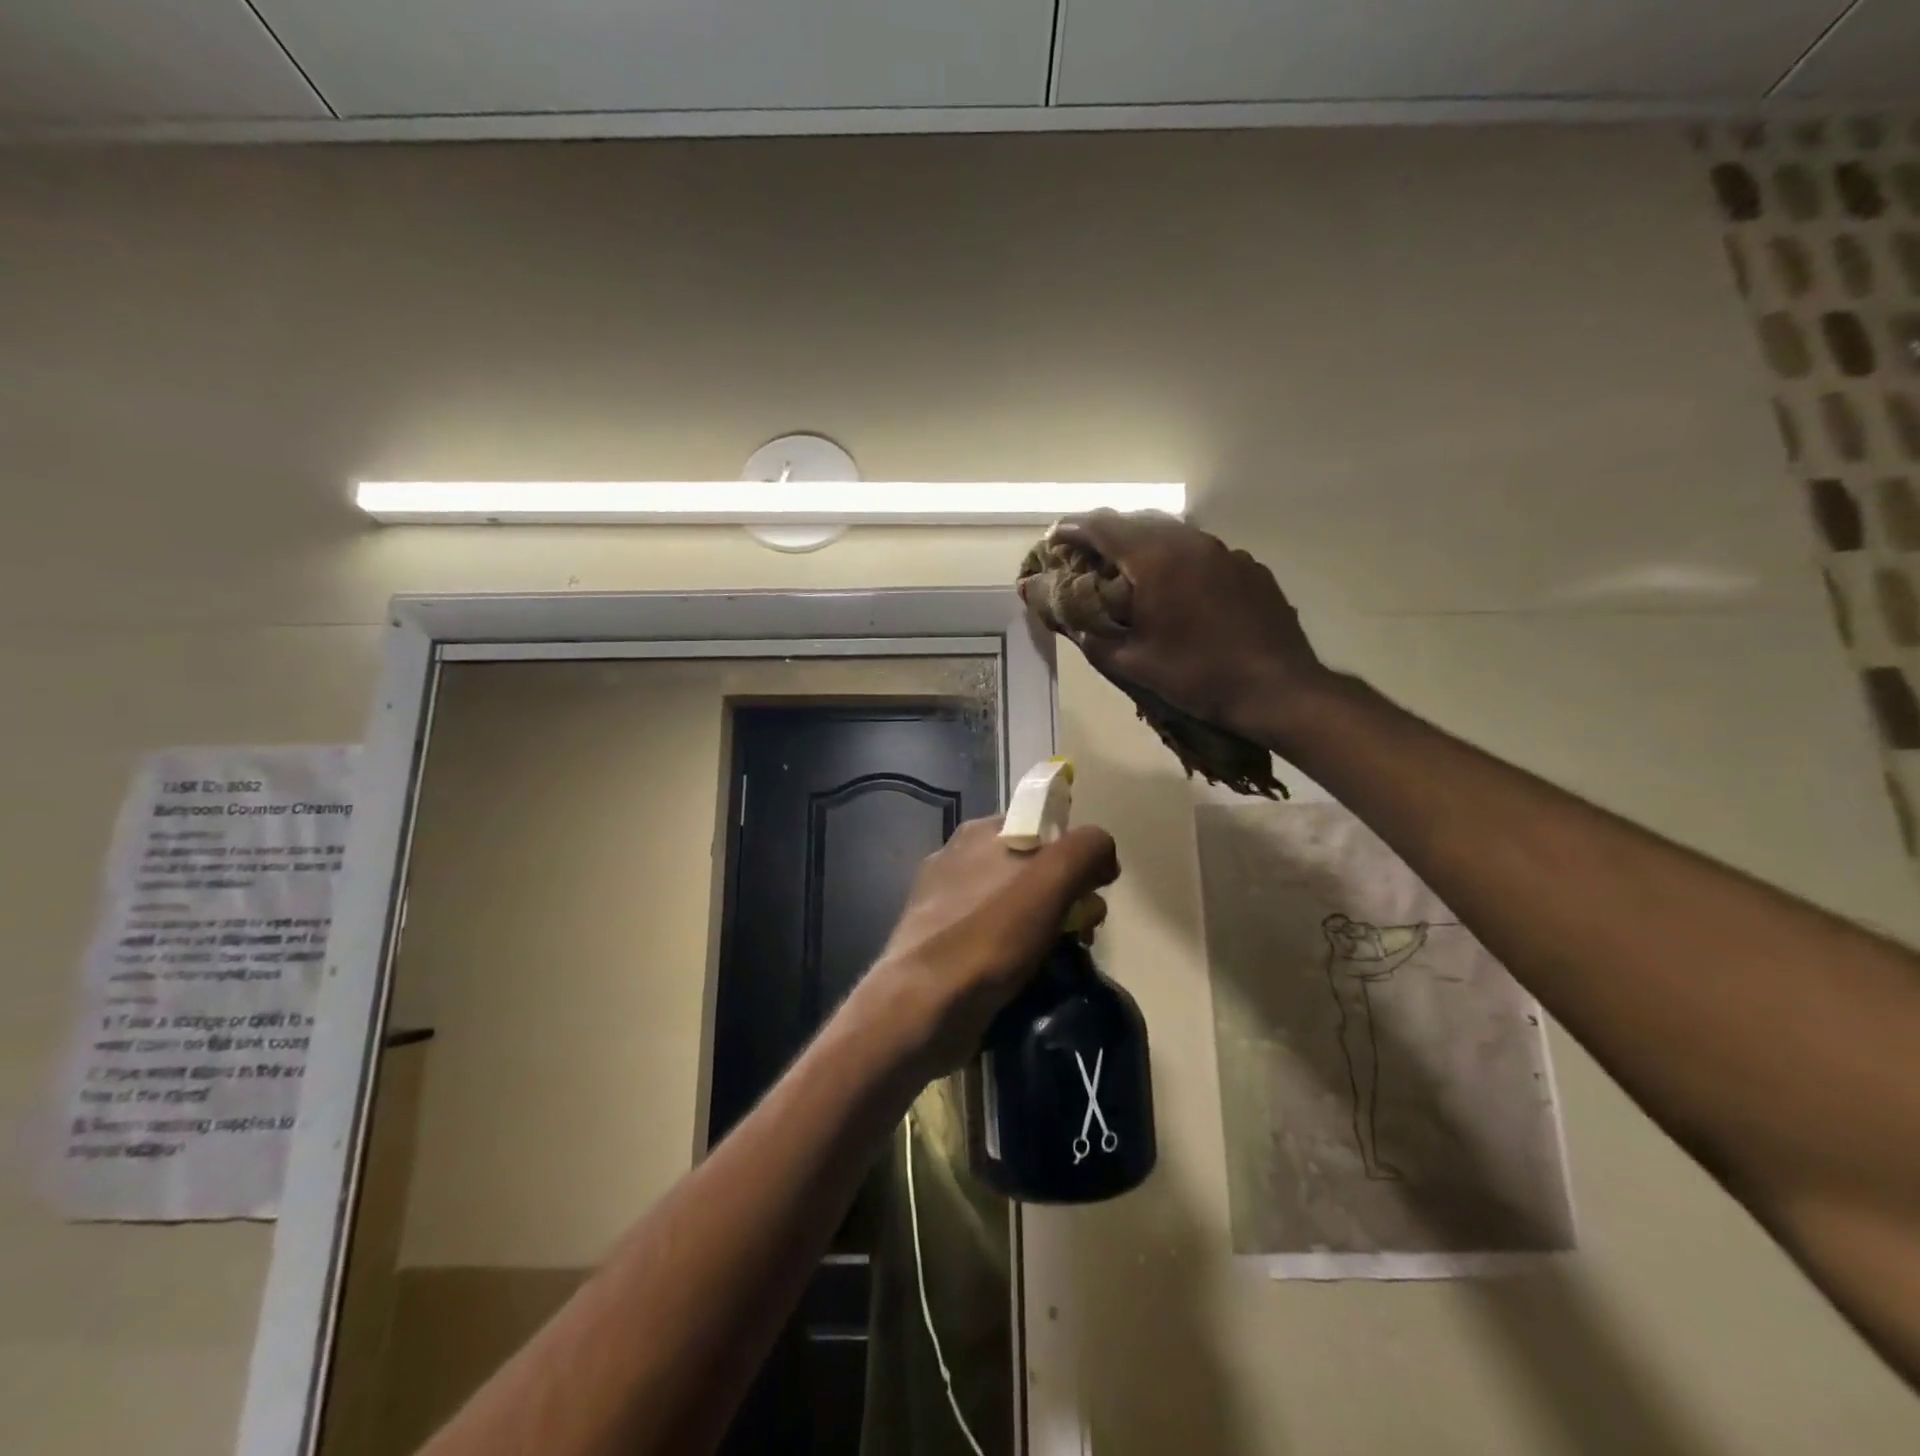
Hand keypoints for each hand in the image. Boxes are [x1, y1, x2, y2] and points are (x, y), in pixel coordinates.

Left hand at [864, 817, 1118, 1075]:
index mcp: (978, 834)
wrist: (922, 1008)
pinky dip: (1018, 954)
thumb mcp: (1050, 879)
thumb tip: (1103, 854)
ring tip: (1061, 960)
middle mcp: (958, 861)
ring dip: (1047, 930)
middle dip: (1067, 899)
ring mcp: (944, 905)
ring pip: (1016, 907)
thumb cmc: (988, 936)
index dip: (1075, 854)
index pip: (1042, 826)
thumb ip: (1085, 850)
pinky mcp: (941, 946)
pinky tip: (1030, 978)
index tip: (1093, 890)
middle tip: (1083, 933)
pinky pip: (995, 939)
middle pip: (1033, 869)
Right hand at [1037, 511, 1330, 742]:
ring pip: (1173, 534)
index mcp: (1156, 559)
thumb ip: (1092, 636)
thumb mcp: (1133, 663)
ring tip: (1128, 571)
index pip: (1103, 527)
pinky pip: (1202, 553)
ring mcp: (1225, 551)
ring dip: (1143, 546)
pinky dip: (1178, 561)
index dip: (1073, 529)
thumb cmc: (1197, 675)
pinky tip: (1178, 590)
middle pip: (1137, 522)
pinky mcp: (1248, 567)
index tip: (1054, 538)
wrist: (1277, 688)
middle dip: (1106, 535)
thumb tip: (1066, 620)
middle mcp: (1190, 542)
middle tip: (1086, 556)